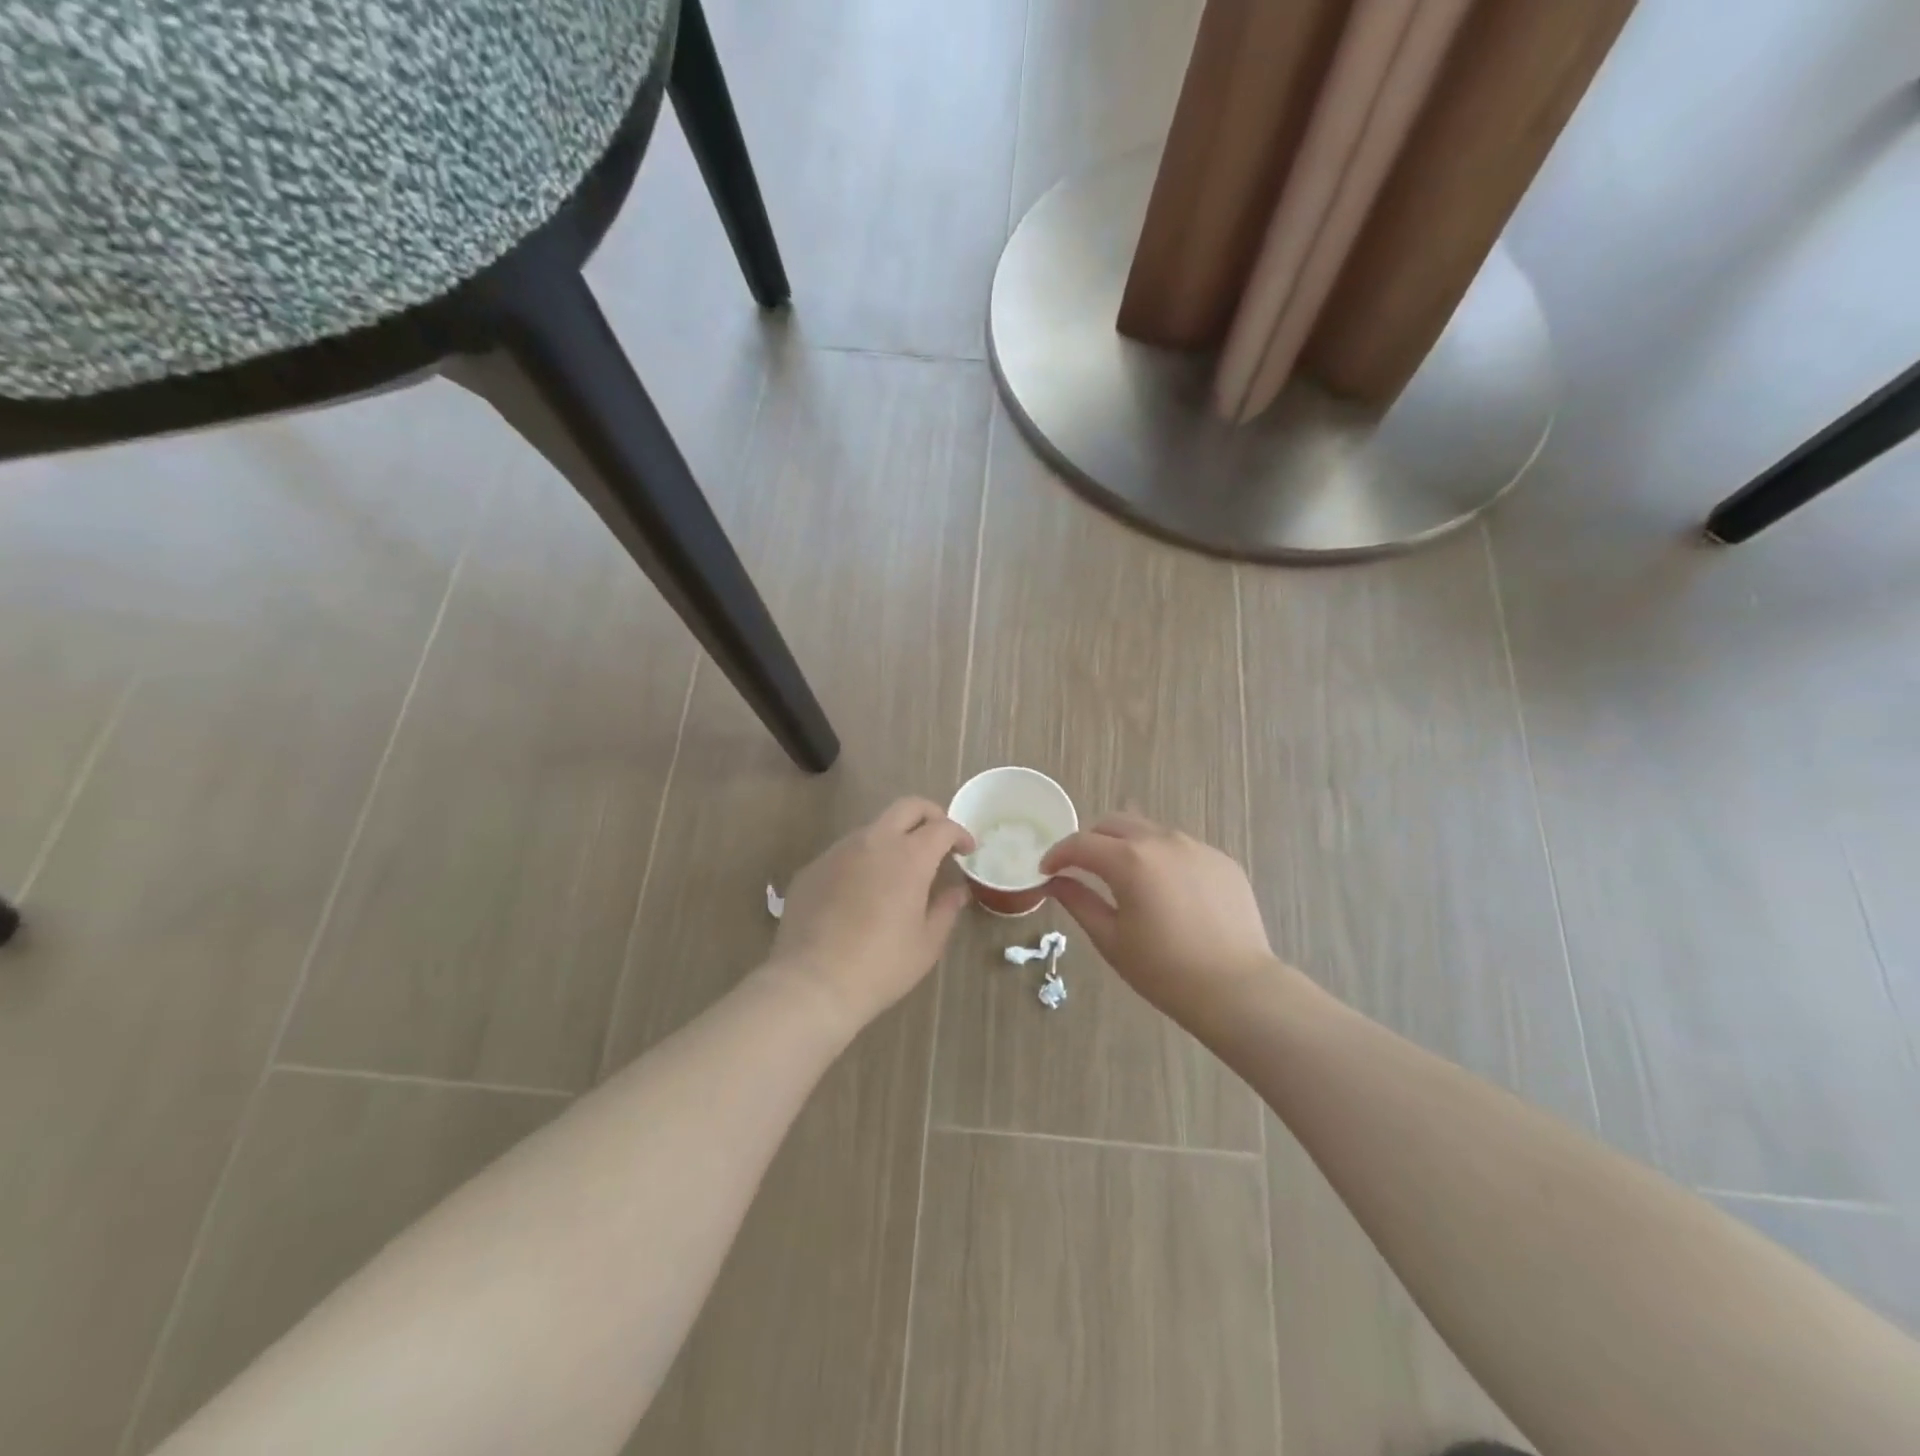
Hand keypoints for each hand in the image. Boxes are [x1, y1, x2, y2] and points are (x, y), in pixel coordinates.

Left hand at [768, 798, 974, 1035]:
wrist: (812, 983)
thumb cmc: (881, 966)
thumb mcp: (927, 943)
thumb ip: (946, 909)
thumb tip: (957, 891)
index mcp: (909, 856)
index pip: (942, 827)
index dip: (960, 834)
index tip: (967, 850)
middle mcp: (873, 842)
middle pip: (907, 807)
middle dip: (930, 815)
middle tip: (938, 840)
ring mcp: (838, 851)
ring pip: (873, 828)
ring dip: (893, 838)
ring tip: (899, 871)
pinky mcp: (812, 868)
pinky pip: (845, 853)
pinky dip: (863, 861)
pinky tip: (861, 893)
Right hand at [1042, 813, 1272, 1018]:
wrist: (1237, 989)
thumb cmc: (1164, 970)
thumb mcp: (1111, 939)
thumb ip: (1079, 902)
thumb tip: (1055, 882)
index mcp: (1130, 860)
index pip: (1081, 844)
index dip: (1058, 854)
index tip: (1046, 870)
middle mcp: (1163, 841)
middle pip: (1115, 824)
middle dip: (1091, 841)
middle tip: (1081, 869)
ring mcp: (1197, 847)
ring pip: (1150, 831)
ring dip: (1127, 846)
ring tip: (1124, 879)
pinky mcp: (1222, 860)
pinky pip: (1181, 848)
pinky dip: (1161, 859)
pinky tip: (1165, 892)